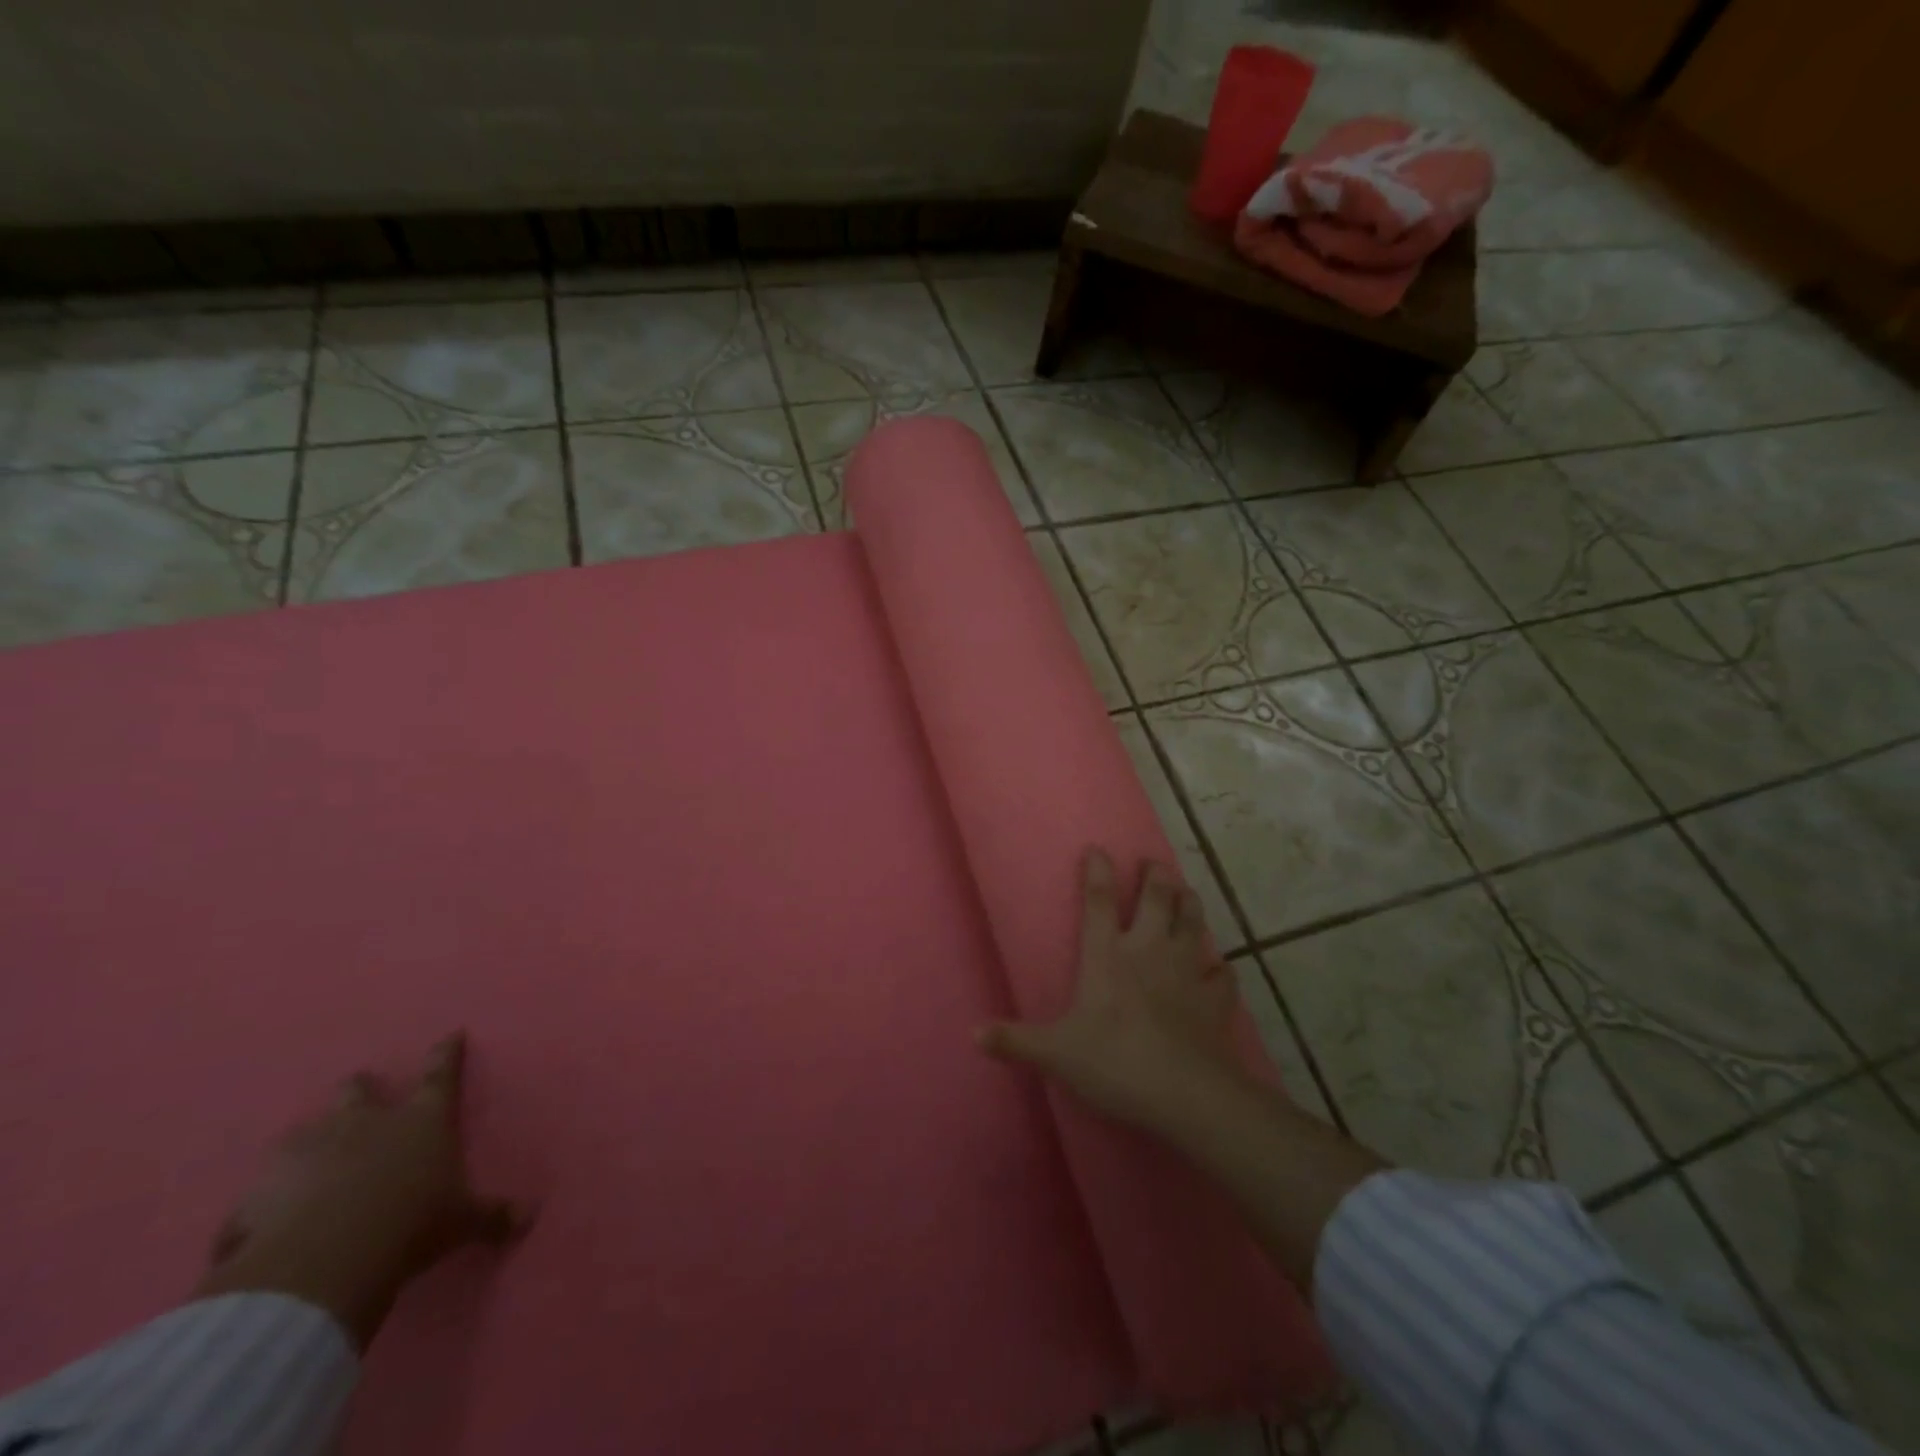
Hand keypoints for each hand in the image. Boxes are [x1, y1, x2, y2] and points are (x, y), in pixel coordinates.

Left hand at [195, 1033, 531, 1350]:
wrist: (323, 1264)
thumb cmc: (412, 1224)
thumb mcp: (462, 1223)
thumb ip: (492, 1216)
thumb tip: (530, 1217)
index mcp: (421, 1120)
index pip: (440, 1075)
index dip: (446, 1054)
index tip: (450, 1034)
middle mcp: (365, 1122)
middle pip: (358, 1090)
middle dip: (360, 1089)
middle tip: (360, 1092)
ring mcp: (306, 1151)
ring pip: (303, 1133)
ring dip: (308, 1145)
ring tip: (306, 1165)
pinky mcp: (255, 1192)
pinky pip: (256, 1196)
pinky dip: (260, 1206)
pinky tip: (258, 1228)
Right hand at [979, 848, 1250, 1139]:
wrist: (1186, 1094)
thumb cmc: (1114, 1062)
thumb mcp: (1055, 1053)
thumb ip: (1016, 1040)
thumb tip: (973, 1034)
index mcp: (1107, 955)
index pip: (1099, 900)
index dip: (1097, 871)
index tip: (1098, 849)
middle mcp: (1149, 951)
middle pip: (1157, 898)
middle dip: (1155, 876)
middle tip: (1153, 864)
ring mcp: (1187, 971)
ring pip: (1194, 923)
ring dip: (1190, 904)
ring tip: (1186, 894)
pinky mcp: (1216, 999)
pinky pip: (1222, 973)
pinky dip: (1219, 968)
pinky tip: (1217, 968)